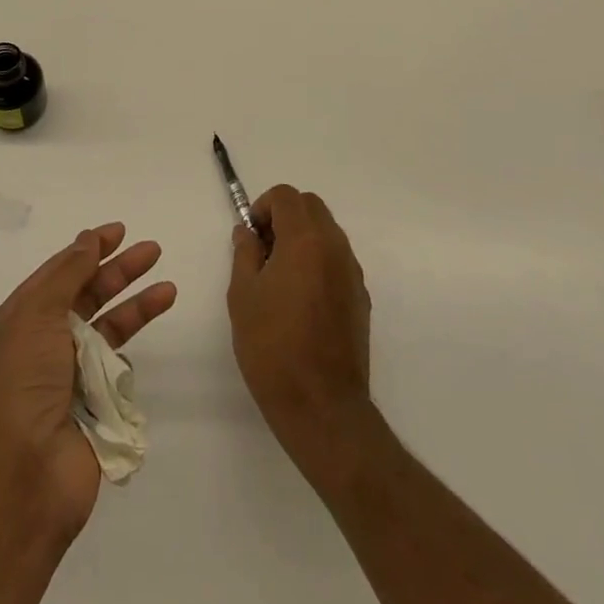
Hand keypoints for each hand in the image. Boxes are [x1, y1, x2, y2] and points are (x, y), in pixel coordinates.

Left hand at [0, 223, 176, 543]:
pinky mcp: (94, 407)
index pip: (57, 274)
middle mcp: (42, 345)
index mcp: (18, 322)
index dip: (87, 249)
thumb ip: (66, 275)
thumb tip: (86, 240)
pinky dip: (132, 351)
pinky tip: (140, 358)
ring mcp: (68, 377)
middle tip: (153, 251)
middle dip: (119, 272)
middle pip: (86, 296)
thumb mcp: (35, 316)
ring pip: (108, 329)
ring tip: (168, 288)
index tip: (118, 232)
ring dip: (136, 307)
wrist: (23, 480)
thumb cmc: (21, 386)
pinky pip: (117, 368)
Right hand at [227, 185, 373, 466]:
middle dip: (285, 216)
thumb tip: (248, 232)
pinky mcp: (361, 298)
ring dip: (303, 238)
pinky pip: (337, 260)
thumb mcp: (243, 296)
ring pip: (327, 232)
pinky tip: (301, 299)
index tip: (250, 236)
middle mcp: (335, 247)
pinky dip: (318, 261)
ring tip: (279, 277)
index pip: (286, 196)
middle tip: (263, 250)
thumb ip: (245, 253)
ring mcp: (352, 273)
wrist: (322, 406)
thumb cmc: (273, 347)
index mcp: (305, 240)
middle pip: (311, 207)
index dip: (263, 206)